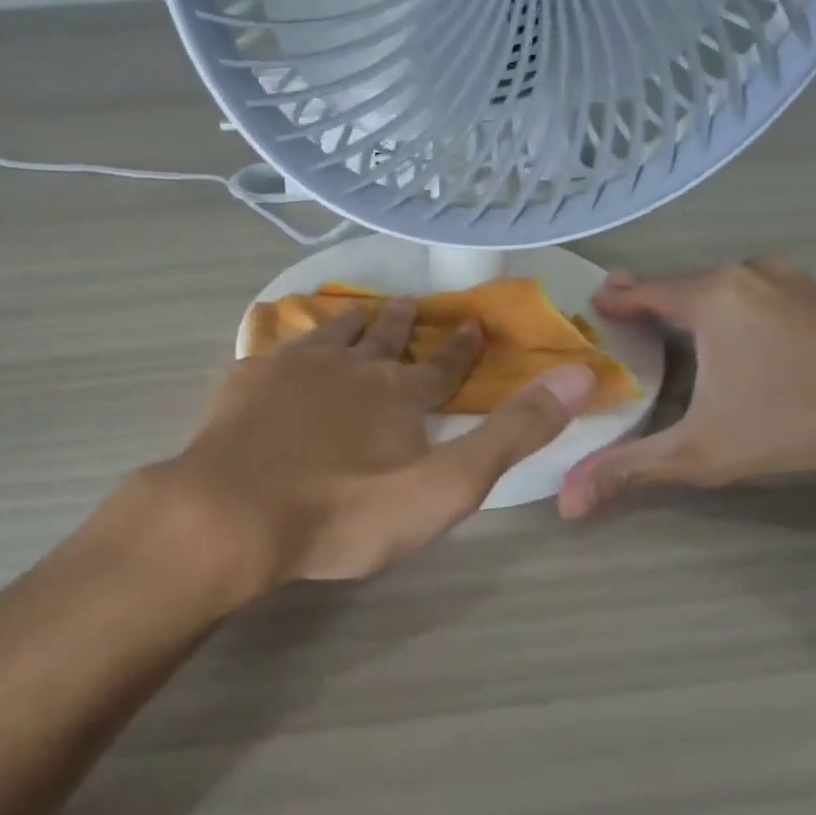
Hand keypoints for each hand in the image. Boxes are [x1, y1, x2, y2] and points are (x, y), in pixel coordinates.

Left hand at [163, 297, 597, 592]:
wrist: (236, 512)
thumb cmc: (346, 511)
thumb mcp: (446, 486)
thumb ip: (511, 434)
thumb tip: (578, 375)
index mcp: (397, 394)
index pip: (441, 366)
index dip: (461, 348)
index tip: (472, 322)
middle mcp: (349, 366)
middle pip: (382, 339)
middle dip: (401, 323)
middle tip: (408, 302)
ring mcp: (291, 368)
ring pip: (329, 334)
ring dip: (349, 323)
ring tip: (356, 311)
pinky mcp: (245, 380)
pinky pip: (272, 349)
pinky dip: (286, 343)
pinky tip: (279, 348)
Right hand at [558, 258, 815, 517]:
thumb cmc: (797, 426)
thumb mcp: (701, 455)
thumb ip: (628, 471)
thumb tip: (564, 503)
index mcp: (712, 296)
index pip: (641, 290)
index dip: (611, 301)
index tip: (587, 310)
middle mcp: (747, 273)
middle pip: (679, 284)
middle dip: (648, 302)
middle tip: (620, 321)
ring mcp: (790, 280)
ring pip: (719, 286)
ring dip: (690, 303)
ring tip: (669, 329)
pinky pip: (753, 293)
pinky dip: (729, 307)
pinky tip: (732, 338)